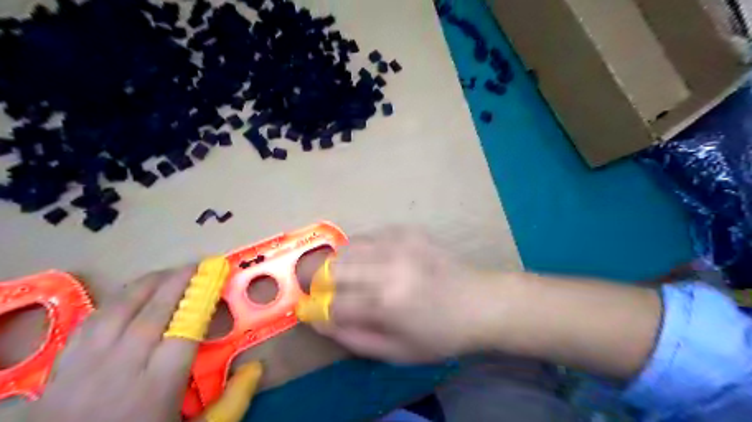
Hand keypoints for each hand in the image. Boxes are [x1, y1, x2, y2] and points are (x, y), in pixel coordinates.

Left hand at [0, 267, 263, 420]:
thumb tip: (256, 367)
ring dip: (146, 285)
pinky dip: (114, 302)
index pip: (184, 331)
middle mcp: (121, 369)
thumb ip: (231, 402)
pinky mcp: (61, 368)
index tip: (216, 279)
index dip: (201, 299)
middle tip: (197, 265)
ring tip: (167, 272)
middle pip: (153, 313)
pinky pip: (90, 322)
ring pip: (118, 311)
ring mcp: (85, 366)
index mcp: (157, 387)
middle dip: (178, 282)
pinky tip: (129, 296)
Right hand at [309, 229, 500, 363]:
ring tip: (348, 276)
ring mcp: (398, 243)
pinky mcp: (407, 230)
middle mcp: (387, 267)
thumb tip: (318, 320)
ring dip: (338, 264)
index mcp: (386, 303)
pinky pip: (368, 236)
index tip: (312, 310)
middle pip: (331, 268)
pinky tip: (373, 262)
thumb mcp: (396, 351)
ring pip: (346, 247)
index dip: (316, 309)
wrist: (479, 302)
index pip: (332, 304)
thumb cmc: (439, 334)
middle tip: (326, 291)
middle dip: (320, 282)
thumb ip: (352, 337)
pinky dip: (360, 250)